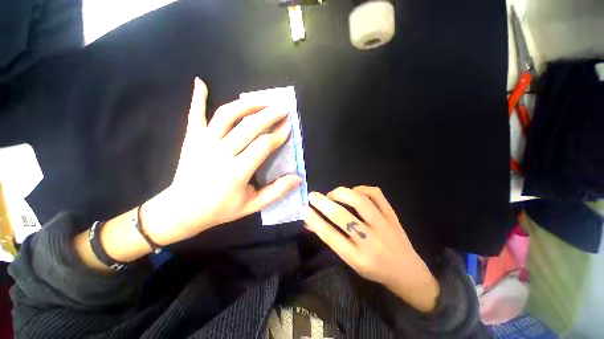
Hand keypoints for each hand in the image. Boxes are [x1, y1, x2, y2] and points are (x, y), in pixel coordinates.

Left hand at [142, 78, 301, 245]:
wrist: (182, 210)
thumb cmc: (220, 209)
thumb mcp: (252, 206)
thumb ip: (276, 191)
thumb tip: (298, 179)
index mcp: (237, 172)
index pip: (263, 145)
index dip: (278, 135)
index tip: (288, 127)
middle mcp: (221, 153)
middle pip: (249, 126)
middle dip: (269, 115)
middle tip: (282, 108)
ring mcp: (203, 143)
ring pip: (227, 115)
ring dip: (247, 105)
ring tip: (261, 101)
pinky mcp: (191, 139)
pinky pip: (195, 114)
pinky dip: (198, 97)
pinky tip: (201, 82)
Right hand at [304, 186, 439, 311]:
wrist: (408, 273)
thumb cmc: (374, 270)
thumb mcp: (351, 260)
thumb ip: (332, 239)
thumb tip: (311, 222)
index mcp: (358, 258)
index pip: (330, 236)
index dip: (315, 220)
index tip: (304, 209)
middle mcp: (371, 241)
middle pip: (342, 216)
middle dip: (323, 203)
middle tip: (312, 195)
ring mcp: (384, 226)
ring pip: (359, 201)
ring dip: (341, 193)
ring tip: (333, 194)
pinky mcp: (393, 216)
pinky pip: (376, 194)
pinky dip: (361, 189)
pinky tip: (354, 192)